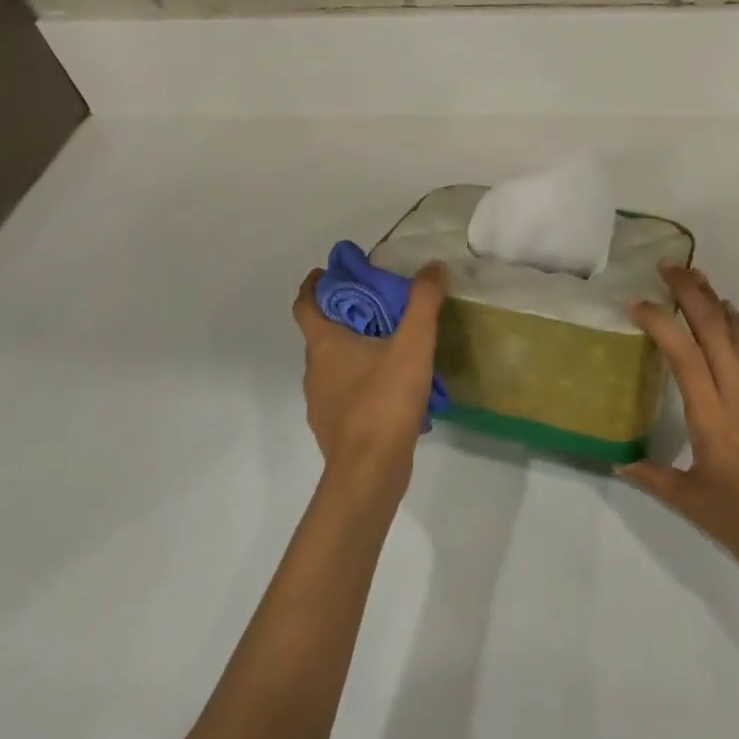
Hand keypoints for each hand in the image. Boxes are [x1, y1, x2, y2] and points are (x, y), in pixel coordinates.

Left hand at [292, 262, 446, 498]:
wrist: (370, 472)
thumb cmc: (384, 401)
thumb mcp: (413, 345)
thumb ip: (424, 303)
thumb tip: (433, 266)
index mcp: (325, 345)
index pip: (305, 305)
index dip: (313, 285)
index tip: (328, 273)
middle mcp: (315, 370)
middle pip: (323, 333)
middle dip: (346, 316)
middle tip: (379, 305)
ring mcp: (321, 402)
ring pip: (335, 365)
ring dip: (356, 351)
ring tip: (392, 346)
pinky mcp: (334, 428)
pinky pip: (345, 393)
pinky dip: (362, 382)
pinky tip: (392, 389)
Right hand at [622, 264, 738, 588]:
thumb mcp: (691, 501)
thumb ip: (653, 477)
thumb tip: (620, 463)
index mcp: (710, 415)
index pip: (682, 353)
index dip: (658, 322)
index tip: (635, 303)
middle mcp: (736, 392)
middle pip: (712, 327)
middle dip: (690, 291)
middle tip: (666, 265)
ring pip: (734, 331)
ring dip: (713, 299)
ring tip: (693, 276)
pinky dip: (732, 323)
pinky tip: (724, 316)